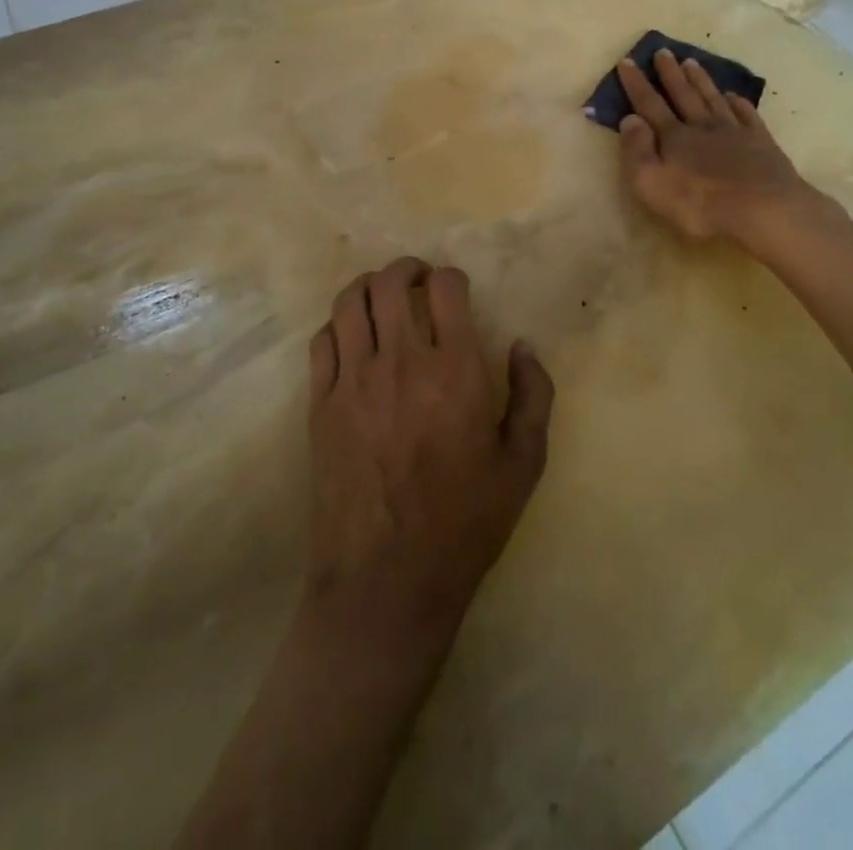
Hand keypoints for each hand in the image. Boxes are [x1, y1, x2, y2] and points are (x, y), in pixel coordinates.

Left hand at [305, 258, 553, 654]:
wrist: (387, 582)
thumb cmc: (465, 523)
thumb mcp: (523, 463)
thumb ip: (533, 394)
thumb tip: (522, 345)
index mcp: (456, 372)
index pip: (446, 288)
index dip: (452, 278)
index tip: (455, 291)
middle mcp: (401, 363)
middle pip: (391, 282)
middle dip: (407, 270)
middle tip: (418, 281)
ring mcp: (353, 382)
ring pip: (349, 302)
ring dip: (368, 287)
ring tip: (382, 299)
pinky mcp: (320, 405)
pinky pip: (322, 341)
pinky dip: (338, 325)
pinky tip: (353, 339)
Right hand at [615, 49, 814, 244]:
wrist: (763, 208)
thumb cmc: (700, 203)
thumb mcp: (651, 183)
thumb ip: (637, 150)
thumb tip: (629, 119)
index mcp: (674, 136)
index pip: (649, 104)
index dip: (636, 83)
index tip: (627, 60)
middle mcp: (702, 126)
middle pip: (683, 94)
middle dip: (670, 73)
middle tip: (663, 51)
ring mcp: (734, 131)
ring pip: (713, 98)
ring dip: (701, 80)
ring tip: (692, 62)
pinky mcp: (760, 142)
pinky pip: (746, 114)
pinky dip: (738, 102)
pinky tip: (734, 95)